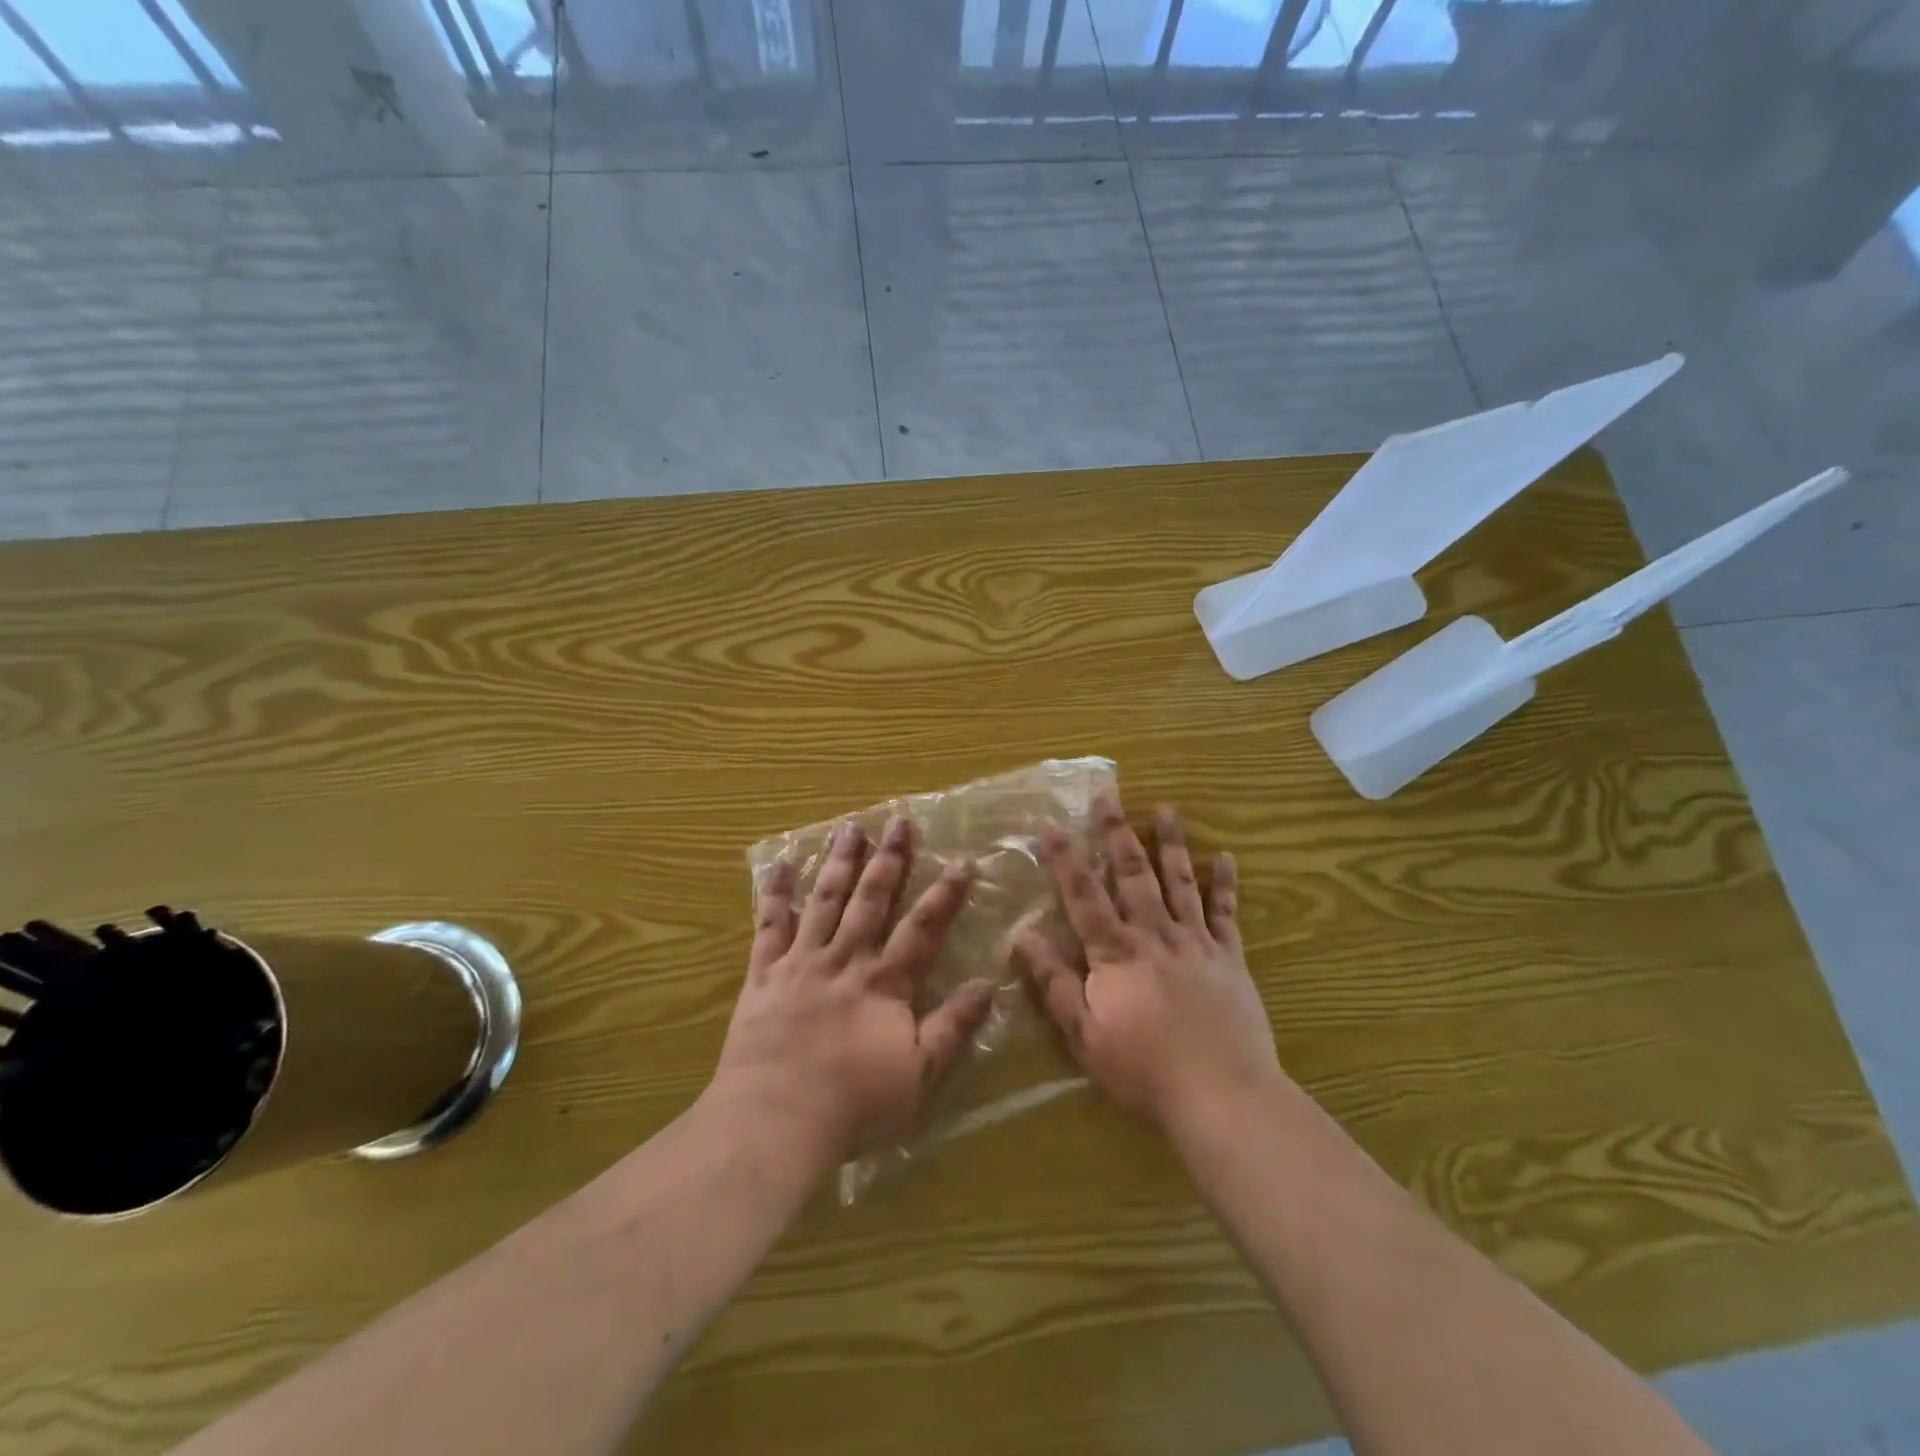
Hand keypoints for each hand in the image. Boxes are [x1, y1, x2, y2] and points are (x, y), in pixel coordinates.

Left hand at [710, 817, 995, 1171]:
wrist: (775, 1120)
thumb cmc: (853, 1104)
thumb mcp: (918, 1074)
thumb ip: (952, 1027)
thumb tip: (988, 985)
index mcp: (884, 982)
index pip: (922, 928)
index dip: (944, 895)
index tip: (962, 862)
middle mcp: (845, 959)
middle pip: (871, 900)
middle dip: (889, 859)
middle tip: (899, 821)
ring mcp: (801, 962)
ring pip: (825, 901)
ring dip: (840, 862)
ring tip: (851, 827)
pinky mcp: (764, 974)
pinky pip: (769, 926)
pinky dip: (775, 894)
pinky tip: (779, 863)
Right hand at [1015, 792, 1282, 1133]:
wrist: (1222, 1095)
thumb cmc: (1143, 1070)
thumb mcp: (1084, 1033)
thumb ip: (1054, 982)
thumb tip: (1021, 937)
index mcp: (1115, 952)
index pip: (1083, 894)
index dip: (1065, 858)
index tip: (1051, 823)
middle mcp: (1154, 934)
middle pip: (1132, 873)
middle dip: (1117, 831)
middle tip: (1109, 794)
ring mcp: (1196, 942)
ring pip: (1180, 881)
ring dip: (1171, 843)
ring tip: (1167, 808)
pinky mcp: (1230, 958)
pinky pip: (1226, 914)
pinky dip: (1226, 884)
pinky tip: (1228, 857)